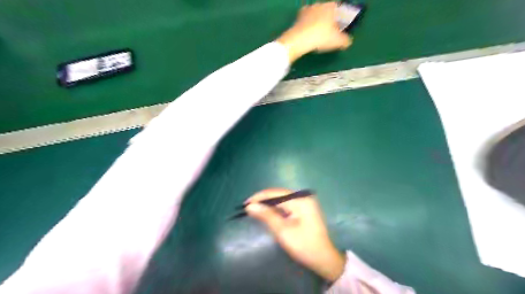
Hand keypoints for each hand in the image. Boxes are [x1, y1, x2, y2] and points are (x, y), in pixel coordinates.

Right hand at [245, 188, 347, 281]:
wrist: (323, 258)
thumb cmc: (304, 246)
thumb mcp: (283, 231)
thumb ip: (267, 216)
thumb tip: (250, 206)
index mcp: (300, 200)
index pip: (275, 194)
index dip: (259, 197)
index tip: (245, 204)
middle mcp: (303, 197)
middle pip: (278, 194)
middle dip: (263, 200)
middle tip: (248, 207)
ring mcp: (305, 202)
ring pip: (281, 198)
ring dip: (268, 203)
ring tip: (254, 209)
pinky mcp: (304, 208)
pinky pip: (286, 203)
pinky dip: (276, 207)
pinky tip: (268, 211)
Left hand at [278, 1, 352, 61]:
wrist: (299, 39)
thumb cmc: (321, 37)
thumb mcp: (337, 41)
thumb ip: (345, 40)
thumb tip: (348, 41)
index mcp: (330, 7)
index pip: (338, 7)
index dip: (339, 16)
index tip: (339, 24)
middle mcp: (318, 5)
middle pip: (325, 10)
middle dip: (327, 18)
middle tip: (328, 30)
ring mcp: (306, 10)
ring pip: (314, 15)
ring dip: (316, 22)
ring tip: (317, 34)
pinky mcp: (296, 18)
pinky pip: (304, 22)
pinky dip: (307, 27)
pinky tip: (308, 35)